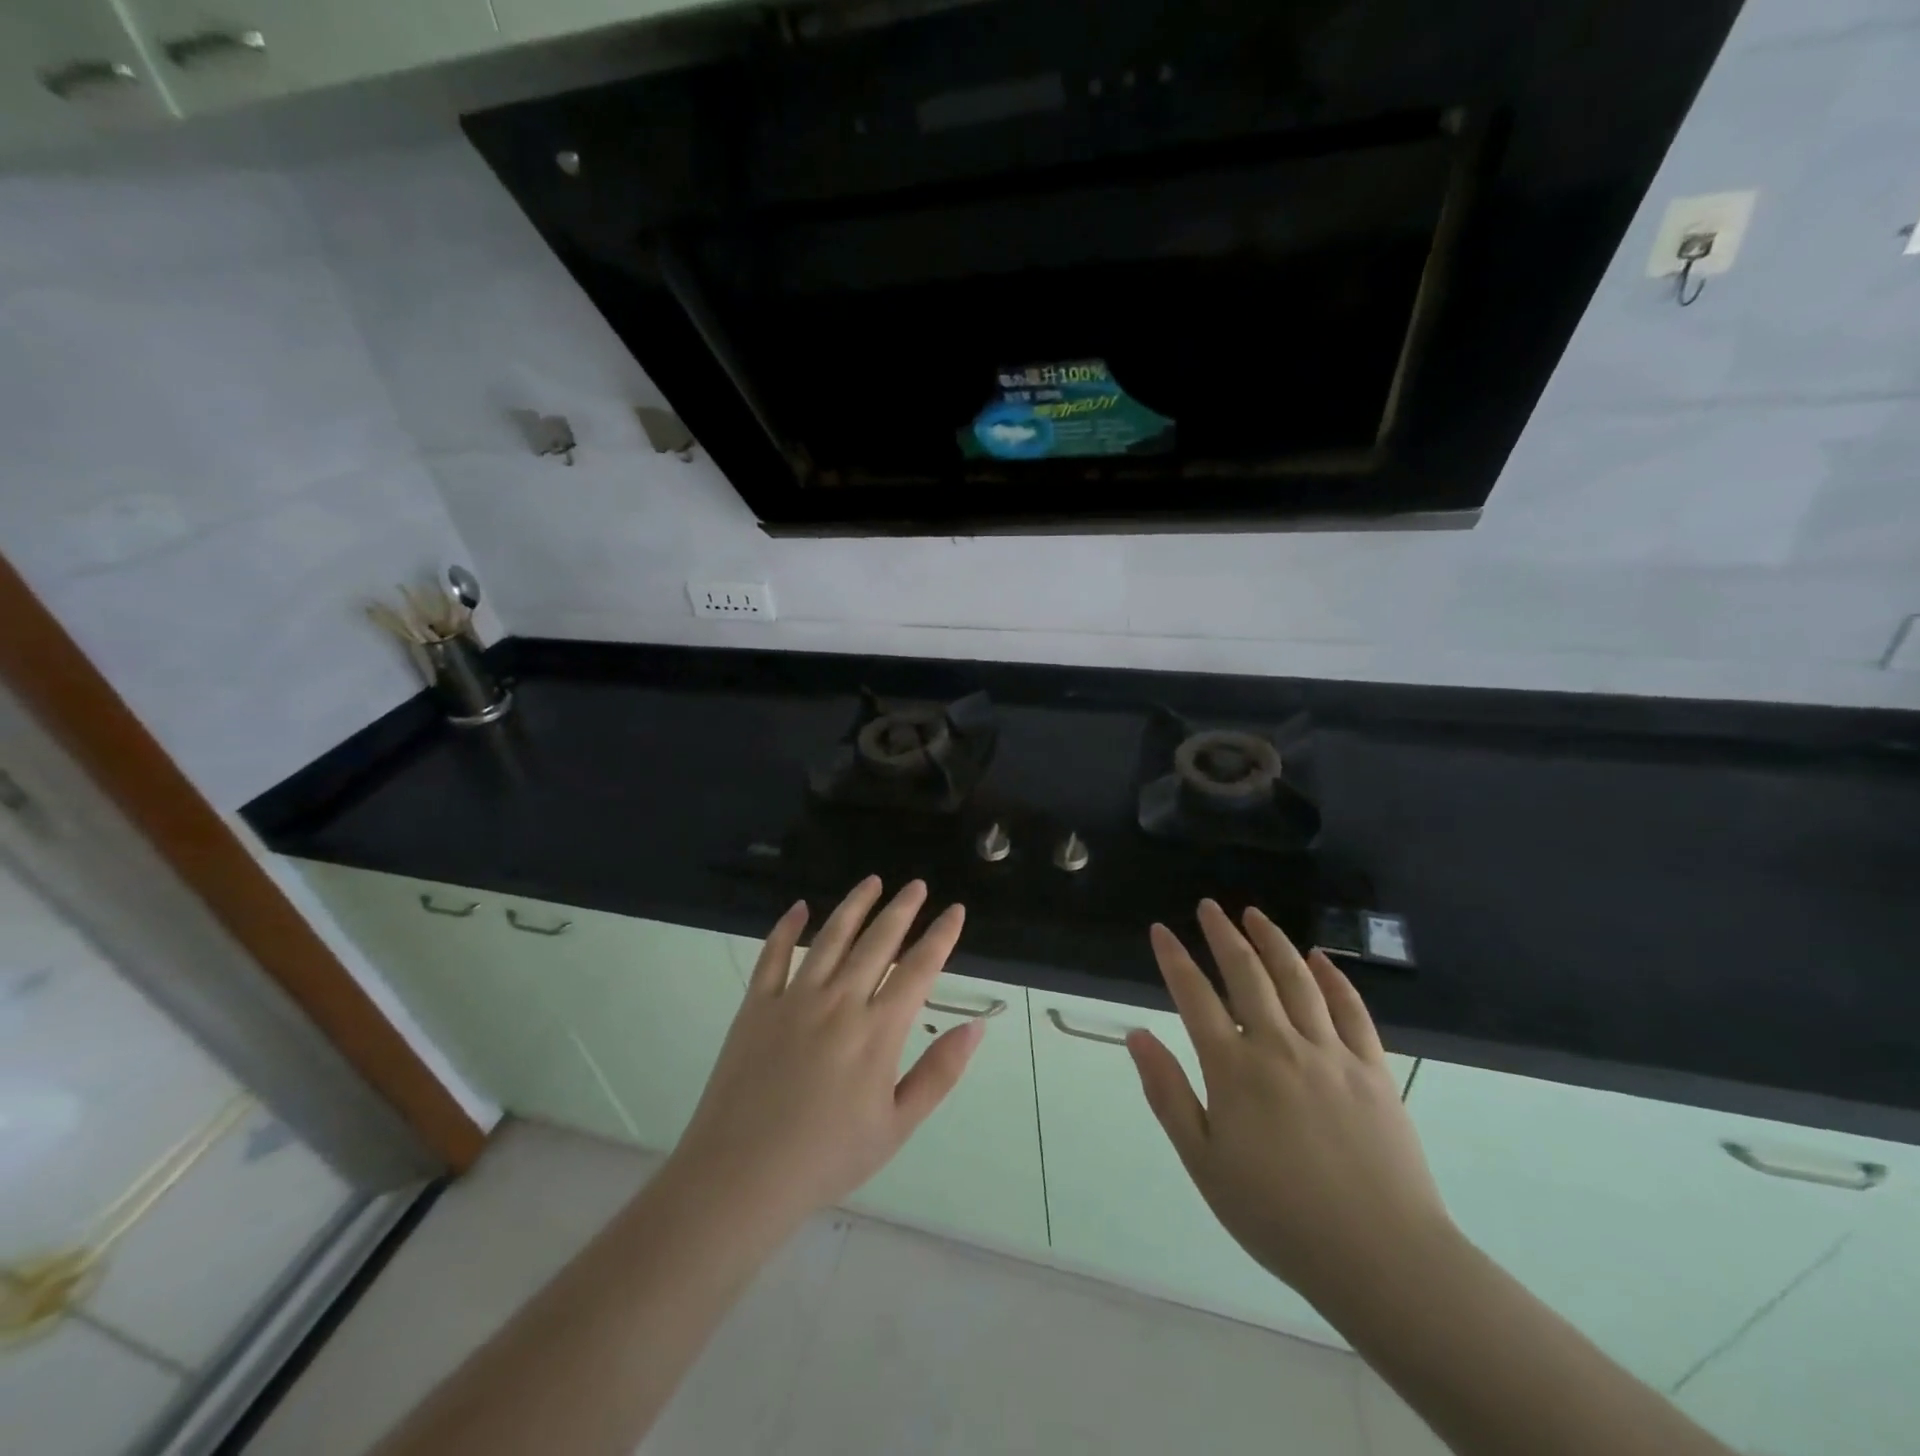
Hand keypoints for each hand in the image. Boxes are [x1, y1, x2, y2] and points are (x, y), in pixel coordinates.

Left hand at [669, 877, 981, 1231]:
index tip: (955, 910)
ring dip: (855, 905)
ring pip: (831, 937)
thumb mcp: (897, 1125)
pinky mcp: (757, 1006)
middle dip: (903, 909)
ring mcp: (794, 998)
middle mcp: (840, 1001)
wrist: (742, 1176)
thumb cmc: (828, 1157)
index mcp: (878, 1030)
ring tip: (872, 881)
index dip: (941, 936)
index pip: (919, 969)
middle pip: (878, 941)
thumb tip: (975, 1026)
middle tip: (917, 885)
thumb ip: (939, 1072)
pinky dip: (786, 928)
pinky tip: (799, 908)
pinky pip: (773, 956)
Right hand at [1127, 900, 1452, 1311]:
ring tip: (1254, 915)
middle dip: (1223, 934)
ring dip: (1273, 941)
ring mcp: (1330, 1053)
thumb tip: (1136, 1035)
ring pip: (1297, 979)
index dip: (1174, 958)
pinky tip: (1319, 958)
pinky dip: (1333, 977)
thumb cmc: (1278, 1216)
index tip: (1160, 930)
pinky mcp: (1372, 1068)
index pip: (1194, 996)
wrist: (1381, 1258)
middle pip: (1247, 973)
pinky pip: (1351, 1009)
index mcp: (1234, 1069)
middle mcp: (1279, 1046)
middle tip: (1209, 906)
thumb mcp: (1204, 1162)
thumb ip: (1168, 1094)